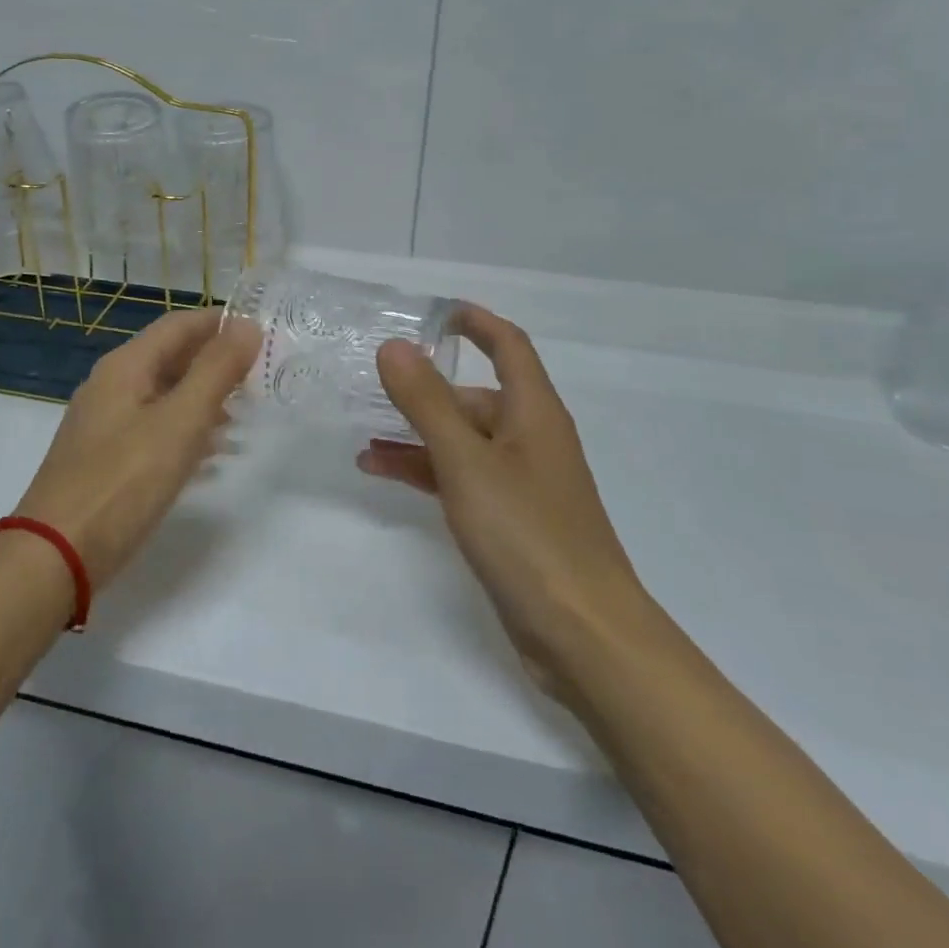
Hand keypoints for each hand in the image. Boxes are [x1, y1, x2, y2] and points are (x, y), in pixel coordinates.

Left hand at [16, 307, 259, 589]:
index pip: (179, 325)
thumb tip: (247, 326)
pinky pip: (153, 428)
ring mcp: (104, 423)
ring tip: (244, 412)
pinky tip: (210, 452)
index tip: (263, 332)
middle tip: (260, 375)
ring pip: (163, 394)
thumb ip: (215, 372)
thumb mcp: (179, 422)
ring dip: (204, 396)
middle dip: (215, 361)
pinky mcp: (104, 458)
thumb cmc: (122, 482)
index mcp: (125, 366)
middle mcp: (111, 386)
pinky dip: (185, 429)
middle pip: (170, 357)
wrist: (54, 555)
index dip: (220, 323)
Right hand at [358, 304, 645, 695]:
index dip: (475, 322)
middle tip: (372, 386)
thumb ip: (427, 402)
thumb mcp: (467, 461)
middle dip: (426, 390)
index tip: (434, 312)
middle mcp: (531, 439)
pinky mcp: (510, 519)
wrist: (584, 635)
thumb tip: (395, 346)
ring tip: (364, 436)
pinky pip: (461, 477)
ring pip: (463, 440)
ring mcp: (521, 481)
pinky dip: (426, 470)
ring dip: (417, 434)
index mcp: (534, 413)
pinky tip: (384, 474)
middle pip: (476, 396)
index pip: (508, 346)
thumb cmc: (528, 534)